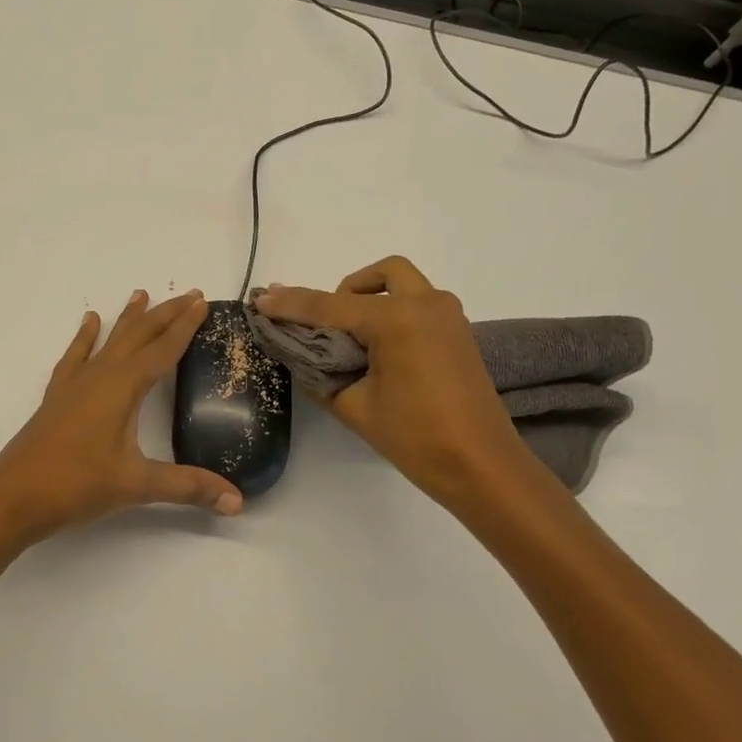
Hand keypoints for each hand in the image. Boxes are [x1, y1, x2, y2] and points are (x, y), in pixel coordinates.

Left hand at [0, 289, 243, 540]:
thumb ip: (188, 487)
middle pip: (138, 335)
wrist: (13, 497)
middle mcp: (100, 376)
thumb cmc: (76, 485)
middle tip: (188, 293)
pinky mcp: (58, 396)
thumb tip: (237, 502)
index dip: (185, 326)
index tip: (202, 301)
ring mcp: (75, 384)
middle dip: (165, 314)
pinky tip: (89, 322)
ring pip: (108, 340)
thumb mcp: (136, 485)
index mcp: (123, 388)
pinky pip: (76, 356)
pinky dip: (85, 337)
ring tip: (140, 294)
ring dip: (128, 318)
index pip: (163, 349)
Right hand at [254, 256, 527, 507]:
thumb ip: (320, 375)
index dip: (292, 305)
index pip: (331, 307)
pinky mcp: (457, 333)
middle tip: (325, 324)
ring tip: (351, 339)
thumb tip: (298, 355)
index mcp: (398, 320)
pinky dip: (393, 313)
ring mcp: (448, 316)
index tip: (261, 299)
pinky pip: (418, 305)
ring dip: (373, 298)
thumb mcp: (355, 407)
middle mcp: (426, 304)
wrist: (481, 466)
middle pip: (380, 275)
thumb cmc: (416, 438)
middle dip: (345, 289)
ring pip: (404, 285)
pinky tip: (377, 350)